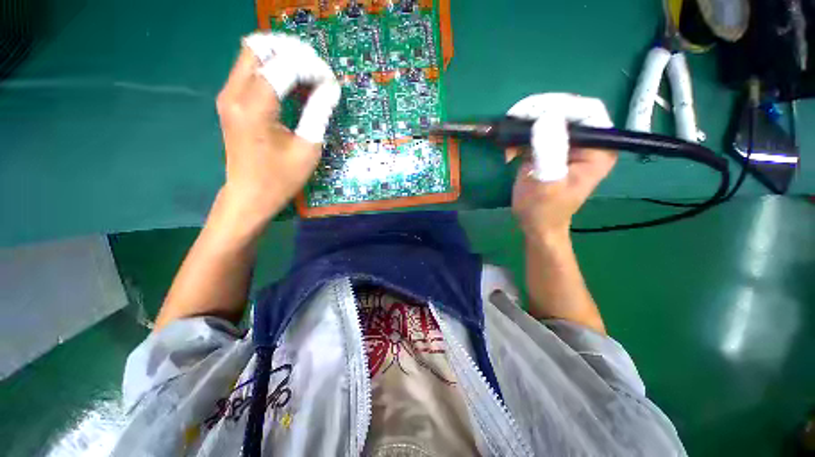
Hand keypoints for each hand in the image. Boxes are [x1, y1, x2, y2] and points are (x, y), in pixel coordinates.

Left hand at [215, 34, 339, 227]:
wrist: (249, 195)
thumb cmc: (280, 179)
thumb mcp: (307, 149)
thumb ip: (318, 113)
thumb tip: (331, 87)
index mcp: (254, 107)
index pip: (284, 66)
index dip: (312, 68)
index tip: (331, 83)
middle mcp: (234, 93)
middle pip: (260, 47)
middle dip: (294, 51)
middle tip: (318, 70)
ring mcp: (229, 95)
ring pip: (254, 54)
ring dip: (283, 57)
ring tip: (309, 75)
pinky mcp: (231, 101)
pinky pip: (251, 70)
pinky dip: (274, 69)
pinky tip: (293, 84)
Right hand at [509, 94, 616, 238]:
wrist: (536, 224)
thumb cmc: (543, 209)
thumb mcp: (546, 183)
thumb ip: (549, 151)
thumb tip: (545, 117)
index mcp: (599, 149)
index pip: (587, 111)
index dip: (559, 105)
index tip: (529, 112)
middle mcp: (588, 141)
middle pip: (566, 111)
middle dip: (538, 113)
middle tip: (513, 121)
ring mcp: (568, 144)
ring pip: (549, 118)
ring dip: (525, 125)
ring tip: (508, 138)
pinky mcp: (551, 148)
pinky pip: (536, 131)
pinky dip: (520, 136)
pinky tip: (509, 150)